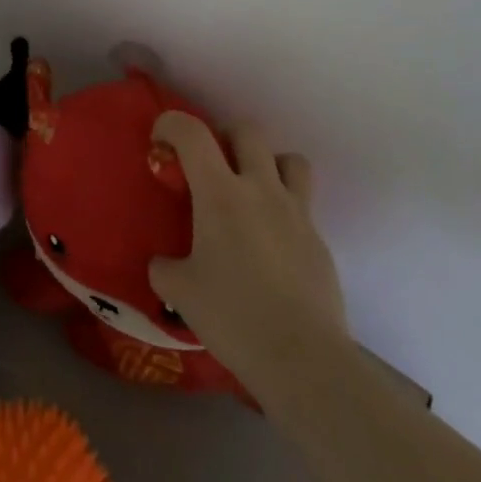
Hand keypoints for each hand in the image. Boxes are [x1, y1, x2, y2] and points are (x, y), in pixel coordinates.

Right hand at [148, 111, 348, 404]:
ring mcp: (296, 212)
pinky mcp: (319, 239)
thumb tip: (164, 262)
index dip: (171, 124)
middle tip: (212, 166)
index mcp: (220, 193)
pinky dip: (285, 210)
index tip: (161, 141)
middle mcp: (260, 189)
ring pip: (289, 159)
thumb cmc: (233, 316)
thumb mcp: (180, 292)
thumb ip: (165, 267)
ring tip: (253, 192)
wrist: (302, 357)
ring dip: (268, 164)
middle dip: (225, 137)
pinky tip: (273, 244)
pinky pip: (303, 205)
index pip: (191, 132)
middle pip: (248, 131)